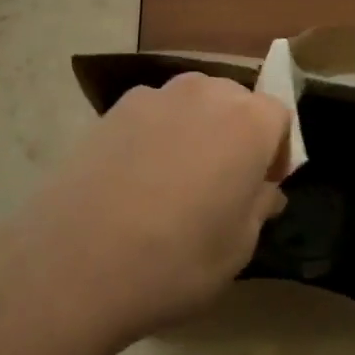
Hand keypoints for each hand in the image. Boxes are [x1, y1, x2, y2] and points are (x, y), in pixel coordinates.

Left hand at [21, 73, 289, 345]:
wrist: (76, 261)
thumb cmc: (175, 260)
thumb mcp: (237, 248)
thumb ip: (259, 208)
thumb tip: (264, 190)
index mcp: (248, 122)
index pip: (278, 117)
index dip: (275, 152)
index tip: (262, 187)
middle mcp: (206, 93)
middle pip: (235, 101)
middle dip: (237, 133)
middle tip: (222, 182)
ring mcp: (155, 96)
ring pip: (192, 103)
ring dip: (197, 129)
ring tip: (176, 178)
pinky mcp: (113, 108)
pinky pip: (152, 113)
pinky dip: (156, 134)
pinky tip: (137, 177)